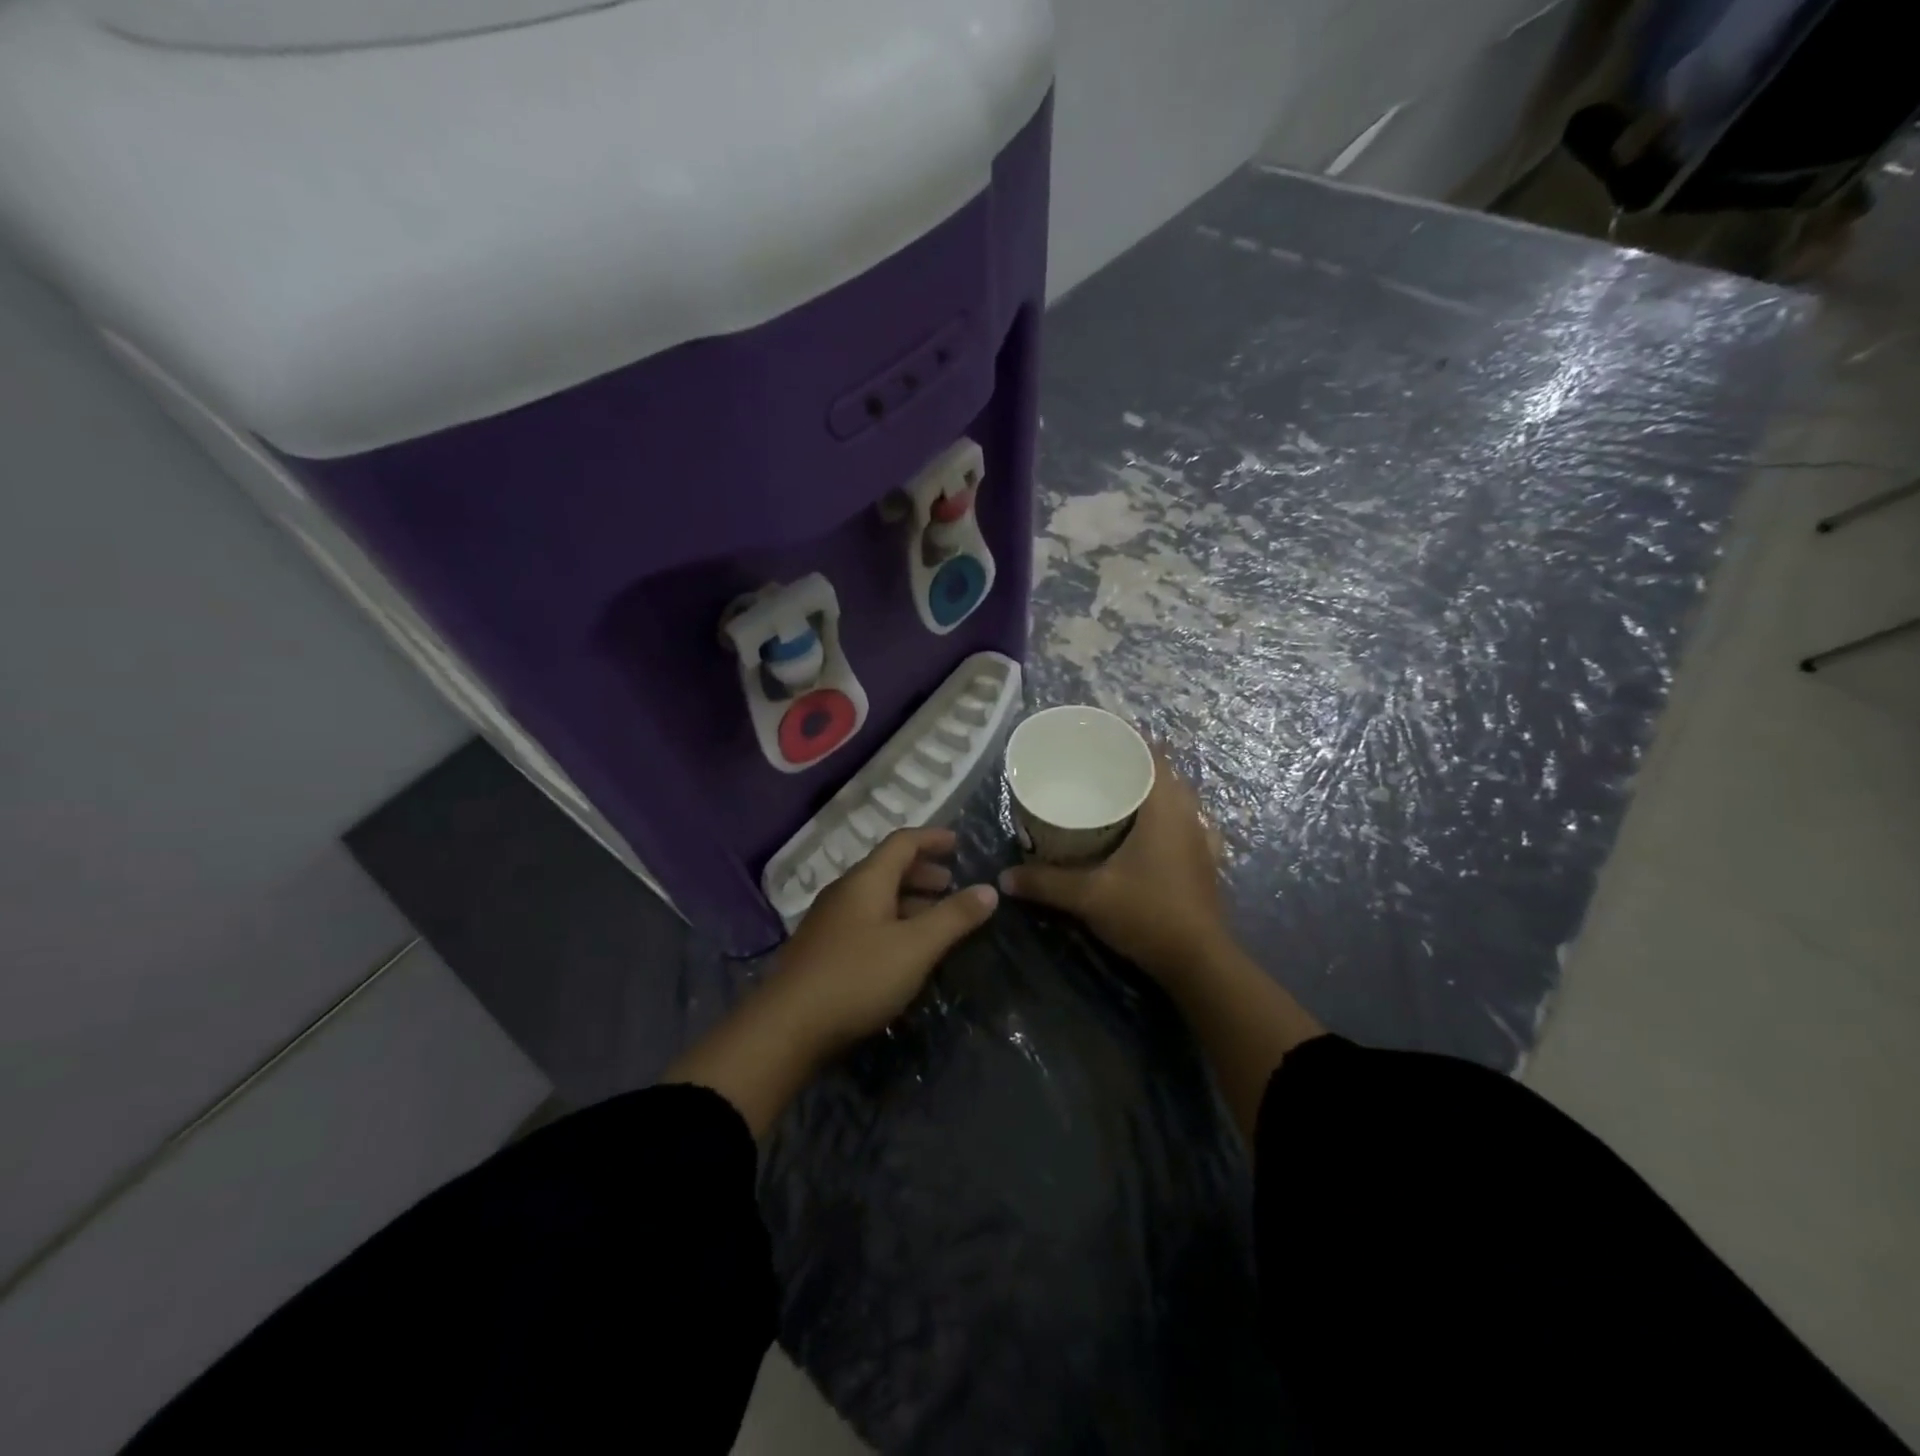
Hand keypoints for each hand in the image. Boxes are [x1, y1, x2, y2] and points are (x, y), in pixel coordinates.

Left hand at [774, 827, 997, 1051]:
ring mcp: (830, 921)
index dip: (932, 838)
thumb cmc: (858, 976)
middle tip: (951, 885)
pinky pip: (866, 921)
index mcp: (866, 880)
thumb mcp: (916, 947)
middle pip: (887, 869)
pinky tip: (904, 950)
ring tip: (935, 919)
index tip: (958, 842)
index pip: (902, 842)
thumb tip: (989, 890)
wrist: (787, 1027)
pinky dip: (892, 922)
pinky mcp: (823, 950)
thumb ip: (954, 917)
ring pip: (876, 898)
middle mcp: (845, 892)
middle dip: (922, 873)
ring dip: (908, 900)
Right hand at [998, 753, 1228, 980]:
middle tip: (1096, 765)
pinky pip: (1185, 823)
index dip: (1127, 738)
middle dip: (1133, 764)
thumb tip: (1004, 876)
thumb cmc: (1147, 914)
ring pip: (1177, 798)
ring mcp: (1201, 839)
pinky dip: (1165, 817)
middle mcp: (1188, 815)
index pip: (1151, 753)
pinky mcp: (1204, 861)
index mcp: (1165, 808)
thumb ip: (1045, 883)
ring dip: (1151, 790)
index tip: (1098, 734)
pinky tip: (1145, 831)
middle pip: (1164, 772)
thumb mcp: (1089, 896)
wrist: (1199, 961)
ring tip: (1116, 793)